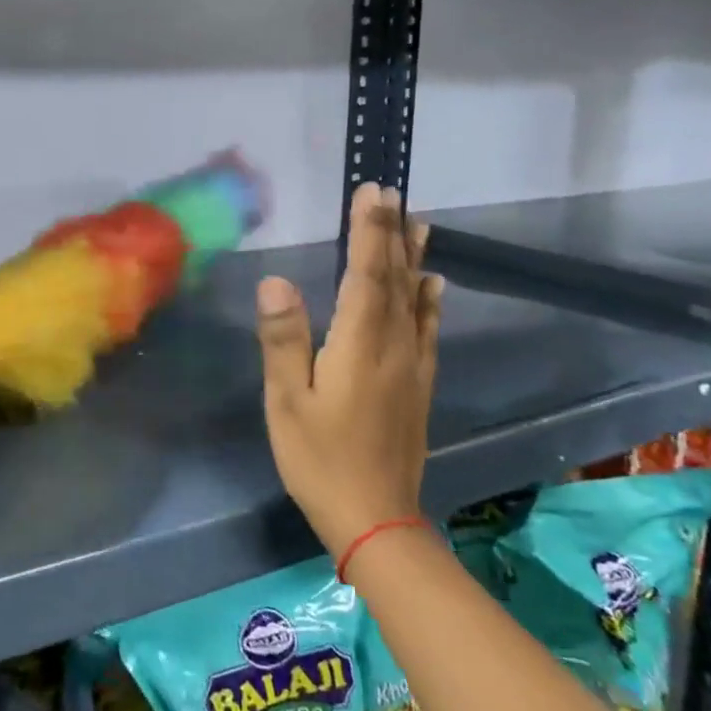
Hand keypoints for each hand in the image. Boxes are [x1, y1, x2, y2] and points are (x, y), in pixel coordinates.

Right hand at [257, 184, 442, 556]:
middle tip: (393, 192)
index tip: (372, 191)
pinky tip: (435, 284)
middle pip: (396, 278)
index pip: (366, 274)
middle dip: (392, 233)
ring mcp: (412, 366)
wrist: (376, 519)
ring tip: (420, 223)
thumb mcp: (286, 402)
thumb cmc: (320, 459)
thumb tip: (276, 280)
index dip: (369, 230)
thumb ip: (284, 339)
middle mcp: (394, 346)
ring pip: (416, 299)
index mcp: (359, 344)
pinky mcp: (419, 385)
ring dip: (415, 258)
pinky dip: (431, 300)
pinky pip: (428, 328)